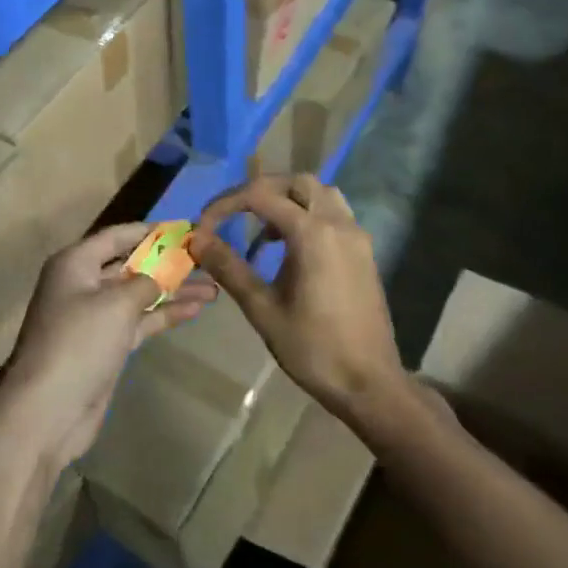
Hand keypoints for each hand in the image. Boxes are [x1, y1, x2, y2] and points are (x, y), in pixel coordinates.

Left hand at [0, 223, 218, 472]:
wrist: (48, 409)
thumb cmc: (79, 343)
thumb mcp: (116, 304)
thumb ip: (146, 282)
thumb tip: (161, 274)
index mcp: (75, 263)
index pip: (117, 236)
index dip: (151, 231)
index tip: (186, 228)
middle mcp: (82, 284)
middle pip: (130, 265)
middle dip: (167, 262)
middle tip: (207, 258)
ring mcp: (94, 317)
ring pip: (139, 295)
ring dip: (173, 290)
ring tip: (213, 286)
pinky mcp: (106, 345)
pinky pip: (139, 321)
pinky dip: (164, 314)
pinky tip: (195, 309)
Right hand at [190, 174, 406, 425]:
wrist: (369, 384)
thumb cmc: (313, 349)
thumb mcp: (262, 309)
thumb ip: (229, 268)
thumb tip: (197, 239)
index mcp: (313, 234)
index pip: (261, 196)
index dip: (226, 204)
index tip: (204, 226)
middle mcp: (339, 224)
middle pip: (297, 182)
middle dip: (259, 191)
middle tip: (232, 215)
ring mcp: (356, 237)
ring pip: (321, 194)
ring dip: (288, 199)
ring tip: (262, 229)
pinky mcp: (363, 252)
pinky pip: (334, 214)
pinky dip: (308, 214)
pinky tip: (289, 247)